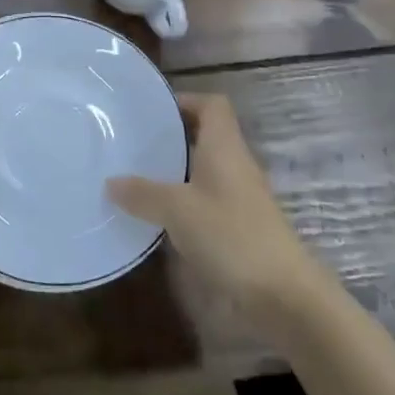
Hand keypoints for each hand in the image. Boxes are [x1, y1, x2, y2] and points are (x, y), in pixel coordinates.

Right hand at [108, 93, 320, 317]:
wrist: (282, 294)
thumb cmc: (231, 235)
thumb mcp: (178, 210)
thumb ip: (143, 193)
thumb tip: (111, 181)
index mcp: (225, 147)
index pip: (212, 105)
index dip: (185, 100)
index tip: (152, 110)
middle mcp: (234, 164)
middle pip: (205, 135)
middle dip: (171, 136)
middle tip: (133, 142)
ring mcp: (239, 197)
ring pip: (204, 169)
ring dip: (174, 170)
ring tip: (135, 175)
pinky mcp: (238, 226)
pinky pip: (205, 199)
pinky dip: (182, 201)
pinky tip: (156, 215)